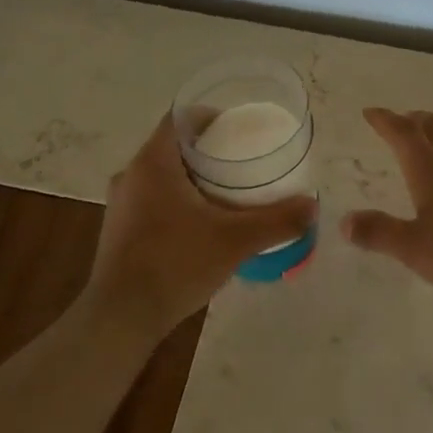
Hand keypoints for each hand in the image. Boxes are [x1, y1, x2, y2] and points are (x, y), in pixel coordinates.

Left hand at [87, 113, 316, 335]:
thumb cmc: (175, 263)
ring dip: (192, 179)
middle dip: (207, 151)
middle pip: (172, 148)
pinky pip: (152, 202)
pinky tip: (201, 226)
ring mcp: (120, 205)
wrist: (122, 315)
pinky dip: (177, 203)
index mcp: (153, 163)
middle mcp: (131, 175)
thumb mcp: (235, 241)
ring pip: (161, 177)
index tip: (238, 127)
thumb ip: (276, 221)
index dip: (210, 116)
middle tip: (242, 162)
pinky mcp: (119, 231)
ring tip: (227, 193)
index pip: (180, 118)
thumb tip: (312, 206)